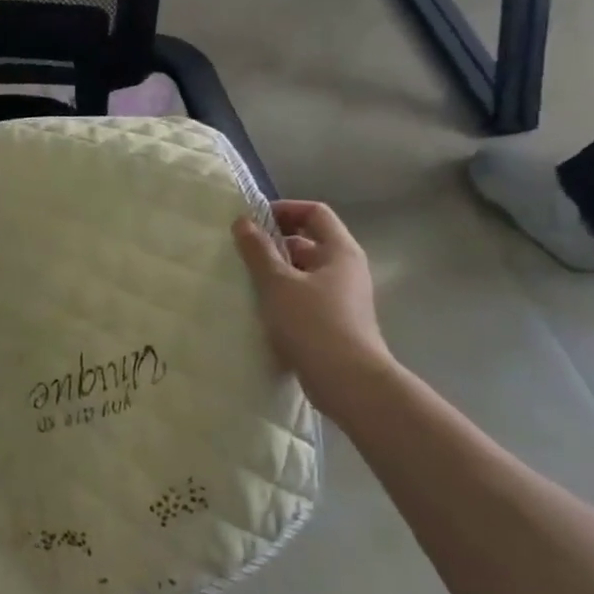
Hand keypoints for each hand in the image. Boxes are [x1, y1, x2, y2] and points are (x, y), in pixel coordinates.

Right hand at [233, 200, 398, 424]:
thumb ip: (258, 250)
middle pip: (310, 241)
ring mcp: (344, 298)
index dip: (284, 210)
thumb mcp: (278, 283)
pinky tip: (262, 309)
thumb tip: (243, 221)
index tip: (254, 222)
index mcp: (340, 251)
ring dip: (277, 271)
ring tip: (247, 281)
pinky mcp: (336, 323)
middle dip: (275, 243)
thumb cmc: (314, 324)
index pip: (314, 212)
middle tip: (244, 252)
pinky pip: (306, 296)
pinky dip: (284, 295)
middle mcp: (347, 269)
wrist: (350, 383)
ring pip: (306, 271)